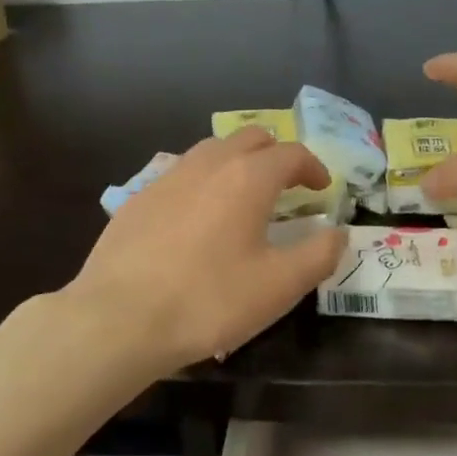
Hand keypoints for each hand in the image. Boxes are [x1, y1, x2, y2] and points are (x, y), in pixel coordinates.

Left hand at [67, 127, 344, 374]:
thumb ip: (318, 255)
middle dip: (275, 154)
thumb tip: (338, 233)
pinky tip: (197, 216)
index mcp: (248, 178)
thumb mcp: (279, 286)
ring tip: (244, 195)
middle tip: (287, 185)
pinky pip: (181, 173)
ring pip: (212, 150)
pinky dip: (203, 181)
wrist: (118, 318)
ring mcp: (168, 177)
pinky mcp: (138, 198)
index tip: (322, 189)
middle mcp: (208, 164)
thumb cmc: (209, 301)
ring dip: (237, 162)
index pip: (291, 153)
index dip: (313, 167)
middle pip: (250, 137)